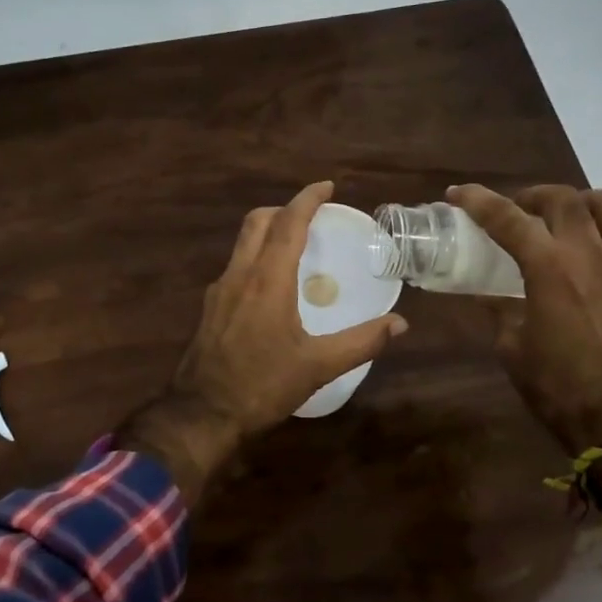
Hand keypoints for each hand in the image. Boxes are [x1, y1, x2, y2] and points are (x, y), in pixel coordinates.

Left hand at [120, 181, 408, 502]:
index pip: (288, 224)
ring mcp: (219, 291)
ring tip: (294, 246)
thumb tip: (399, 325)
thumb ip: (361, 343)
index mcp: (267, 281)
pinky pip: (235, 267)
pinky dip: (255, 258)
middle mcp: (239, 275)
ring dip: (267, 232)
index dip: (307, 199)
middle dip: (284, 209)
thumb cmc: (262, 386)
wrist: (202, 414)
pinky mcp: (209, 309)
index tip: (326, 186)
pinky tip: (270, 285)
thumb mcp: (318, 367)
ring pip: (242, 243)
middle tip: (311, 215)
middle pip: (257, 222)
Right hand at [449, 183, 601, 455]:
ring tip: (573, 214)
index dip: (479, 201)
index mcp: (549, 269)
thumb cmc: (558, 386)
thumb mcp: (512, 347)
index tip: (459, 193)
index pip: (508, 219)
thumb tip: (487, 292)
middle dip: (535, 196)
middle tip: (521, 209)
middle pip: (564, 200)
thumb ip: (500, 310)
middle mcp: (591, 254)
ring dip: (586, 202)